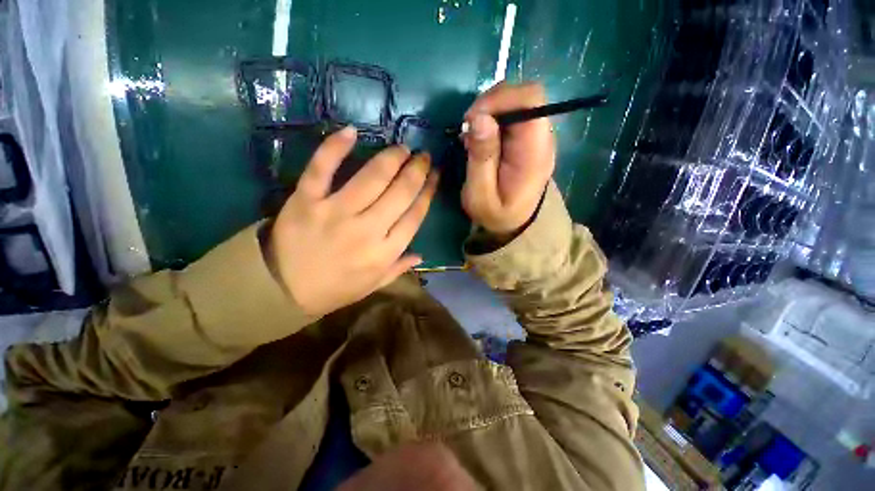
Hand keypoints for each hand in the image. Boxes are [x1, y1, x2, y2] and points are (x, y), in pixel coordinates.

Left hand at [268, 126, 437, 315]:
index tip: (435, 176)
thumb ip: (398, 268)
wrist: (281, 289)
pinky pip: (322, 168)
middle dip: (417, 170)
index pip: (414, 216)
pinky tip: (352, 131)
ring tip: (402, 148)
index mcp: (384, 252)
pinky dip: (335, 147)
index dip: (428, 192)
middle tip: (423, 156)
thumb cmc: (334, 289)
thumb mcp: (373, 285)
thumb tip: (421, 254)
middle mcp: (366, 230)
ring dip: (391, 158)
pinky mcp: (306, 200)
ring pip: (371, 178)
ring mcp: (335, 212)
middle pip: (400, 193)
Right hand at [461, 82, 555, 236]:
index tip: (471, 120)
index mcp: (534, 151)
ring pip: (515, 103)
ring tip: (472, 138)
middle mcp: (541, 138)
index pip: (530, 99)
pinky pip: (511, 116)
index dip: (499, 99)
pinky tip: (480, 140)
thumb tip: (479, 118)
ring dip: (488, 113)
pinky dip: (491, 121)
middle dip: (489, 106)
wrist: (516, 224)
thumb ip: (481, 157)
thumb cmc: (497, 214)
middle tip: (467, 131)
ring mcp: (536, 137)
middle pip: (523, 95)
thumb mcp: (480, 195)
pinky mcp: (527, 139)